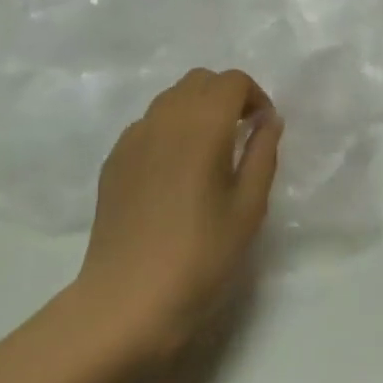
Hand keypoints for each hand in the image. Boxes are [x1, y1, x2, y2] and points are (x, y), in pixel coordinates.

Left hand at [73, 68, 282, 356]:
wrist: (127, 301)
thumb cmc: (200, 256)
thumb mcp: (248, 208)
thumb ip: (262, 154)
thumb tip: (268, 120)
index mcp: (202, 124)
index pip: (231, 81)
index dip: (254, 96)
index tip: (262, 129)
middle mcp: (164, 118)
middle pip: (199, 81)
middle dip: (225, 96)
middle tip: (240, 135)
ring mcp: (133, 137)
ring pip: (170, 99)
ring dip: (196, 109)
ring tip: (208, 153)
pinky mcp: (113, 160)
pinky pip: (148, 125)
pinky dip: (169, 130)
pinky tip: (174, 173)